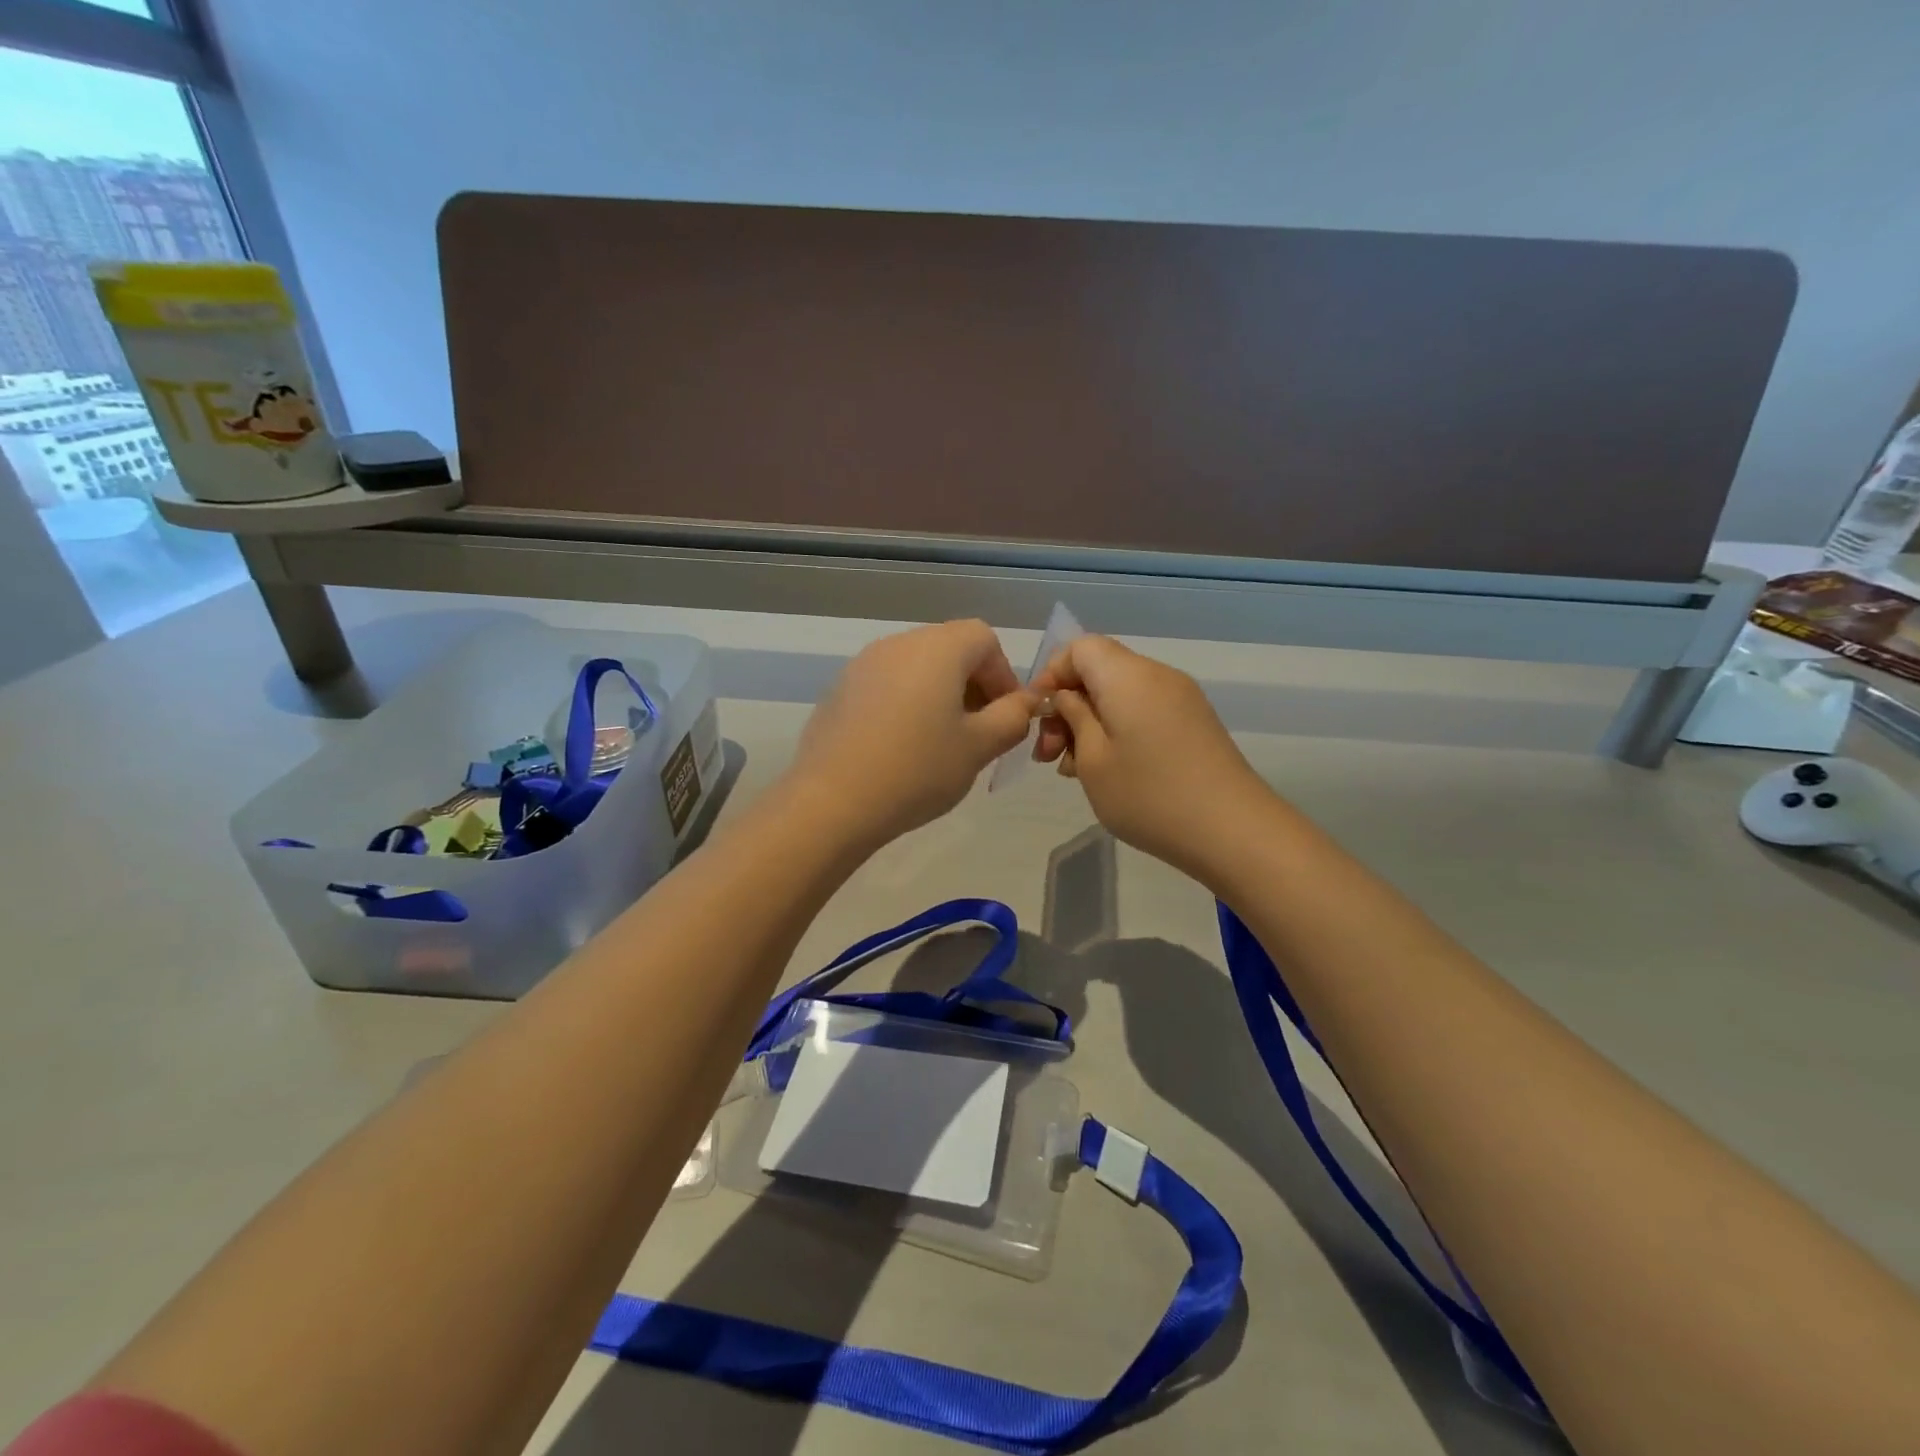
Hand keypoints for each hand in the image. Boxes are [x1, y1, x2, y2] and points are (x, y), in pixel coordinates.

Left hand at [787, 620, 1036, 850]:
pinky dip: (905, 703)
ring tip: (940, 741)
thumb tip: (1026, 701)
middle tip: (978, 731)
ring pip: (916, 667)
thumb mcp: (979, 747)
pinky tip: (900, 747)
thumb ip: (1012, 718)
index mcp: (938, 648)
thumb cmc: (918, 770)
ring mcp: (862, 664)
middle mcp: (898, 643)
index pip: (984, 638)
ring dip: (939, 693)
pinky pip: (886, 684)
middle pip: (949, 648)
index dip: (1003, 674)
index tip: (1004, 715)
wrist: (832, 801)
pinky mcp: (839, 690)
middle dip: (972, 684)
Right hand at [1033, 635, 1268, 877]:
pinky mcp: (1194, 722)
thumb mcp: (1092, 759)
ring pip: (1120, 694)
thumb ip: (1073, 718)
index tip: (1039, 716)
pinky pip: (1143, 711)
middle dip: (1067, 706)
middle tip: (1050, 755)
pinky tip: (1109, 770)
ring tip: (1075, 769)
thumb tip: (1066, 696)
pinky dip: (1118, 730)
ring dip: (1090, 723)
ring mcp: (1181, 698)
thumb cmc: (1149, 795)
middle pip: (1100, 670)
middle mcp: (1157, 675)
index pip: (1079, 647)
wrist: (1232, 831)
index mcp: (1127, 675)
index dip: (1052, 674)